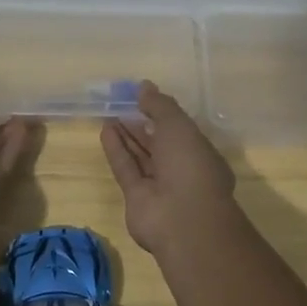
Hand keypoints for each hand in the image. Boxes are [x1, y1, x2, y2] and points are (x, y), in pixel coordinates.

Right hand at [100, 80, 238, 255]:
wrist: (182, 219)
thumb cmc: (190, 165)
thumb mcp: (179, 125)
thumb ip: (160, 105)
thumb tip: (143, 86)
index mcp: (200, 153)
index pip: (180, 131)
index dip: (163, 114)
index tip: (143, 98)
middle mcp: (181, 170)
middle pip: (158, 144)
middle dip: (142, 125)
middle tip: (122, 105)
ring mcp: (159, 186)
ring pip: (140, 156)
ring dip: (126, 136)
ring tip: (110, 114)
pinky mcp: (137, 198)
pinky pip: (126, 169)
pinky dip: (117, 150)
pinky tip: (105, 130)